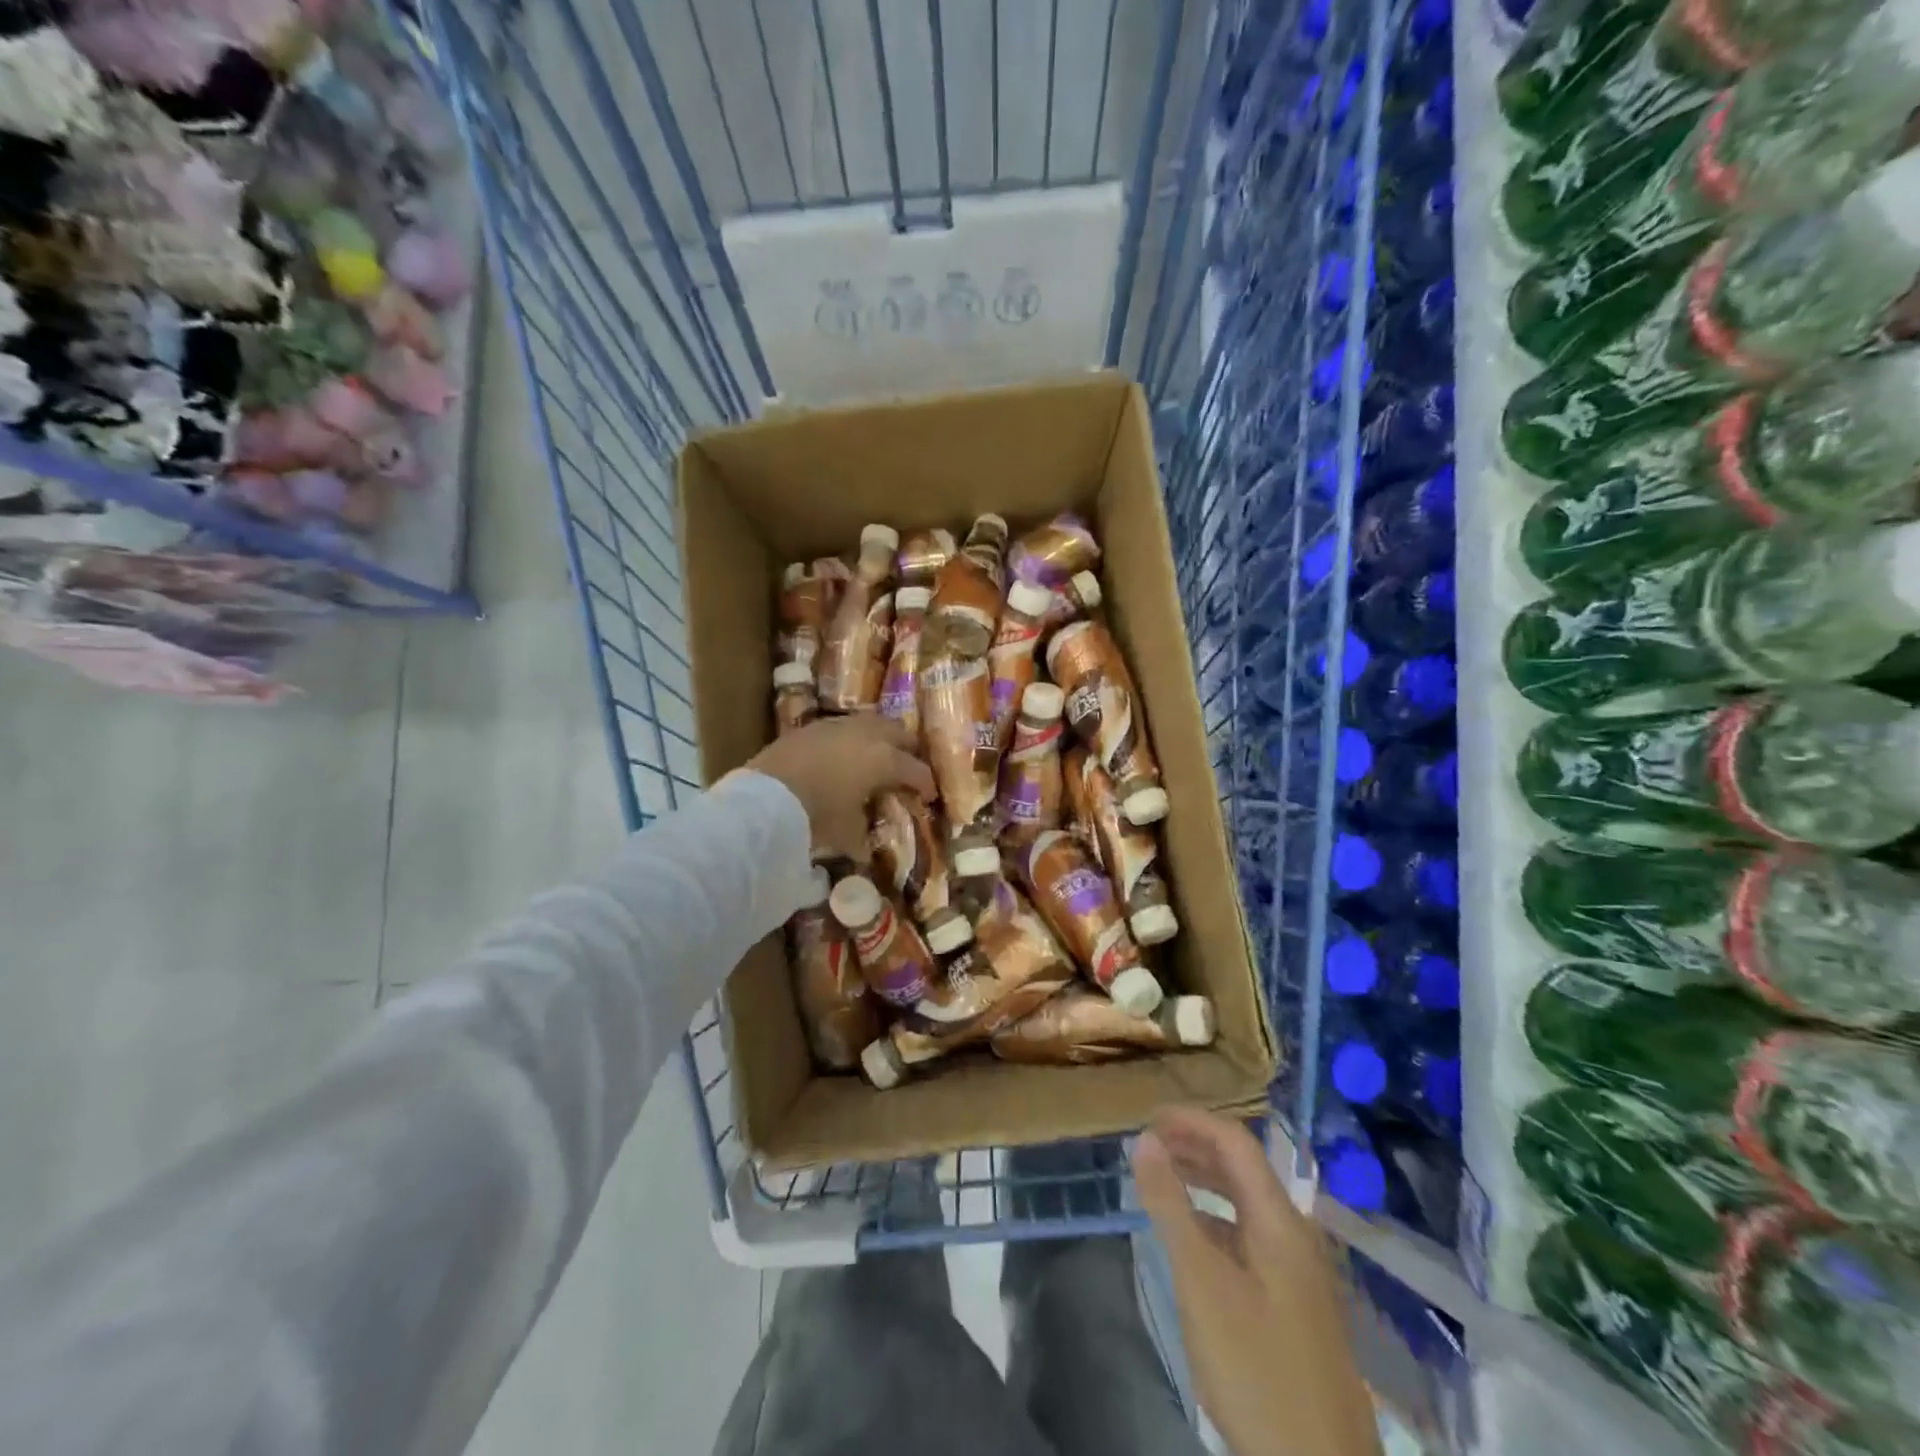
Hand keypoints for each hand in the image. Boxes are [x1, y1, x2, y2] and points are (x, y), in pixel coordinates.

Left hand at [748, 714, 934, 861]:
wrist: (767, 796)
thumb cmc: (818, 815)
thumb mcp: (846, 832)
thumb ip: (862, 836)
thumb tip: (865, 850)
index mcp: (885, 760)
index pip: (917, 770)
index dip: (926, 784)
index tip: (929, 795)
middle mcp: (868, 735)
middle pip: (900, 733)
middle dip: (908, 750)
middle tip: (907, 767)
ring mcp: (838, 726)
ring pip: (872, 723)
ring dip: (880, 737)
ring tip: (877, 755)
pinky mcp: (812, 726)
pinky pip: (843, 727)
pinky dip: (851, 739)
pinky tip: (843, 754)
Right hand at [1134, 1107, 1381, 1455]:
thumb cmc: (1256, 1370)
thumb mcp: (1201, 1283)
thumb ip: (1171, 1206)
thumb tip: (1144, 1140)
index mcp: (1280, 1220)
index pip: (1236, 1142)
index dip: (1191, 1121)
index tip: (1147, 1118)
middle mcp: (1296, 1235)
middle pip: (1244, 1169)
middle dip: (1195, 1147)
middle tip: (1147, 1146)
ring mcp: (1301, 1272)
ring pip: (1248, 1204)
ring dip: (1205, 1182)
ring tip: (1162, 1180)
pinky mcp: (1297, 1304)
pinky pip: (1252, 1237)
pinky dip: (1217, 1220)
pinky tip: (1192, 1239)